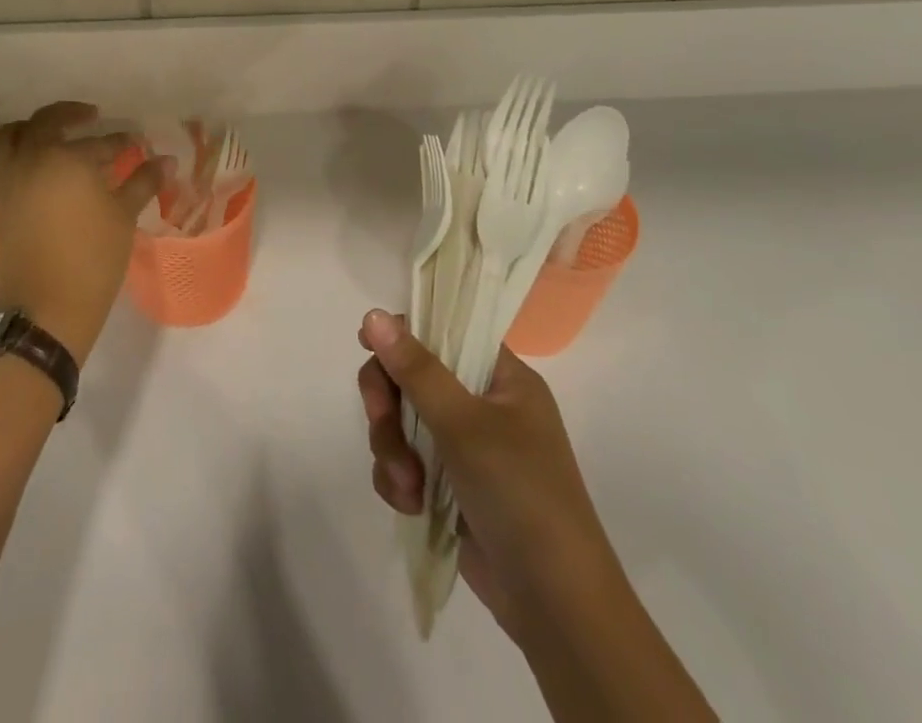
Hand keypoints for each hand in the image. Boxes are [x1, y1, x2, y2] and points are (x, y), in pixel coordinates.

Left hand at [0, 102, 166, 366]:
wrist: (49, 308)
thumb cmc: (93, 258)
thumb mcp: (124, 216)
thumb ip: (143, 182)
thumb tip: (167, 160)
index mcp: (66, 158)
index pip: (99, 142)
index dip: (120, 141)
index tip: (134, 144)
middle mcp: (29, 160)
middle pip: (44, 122)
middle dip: (69, 115)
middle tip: (89, 120)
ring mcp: (2, 182)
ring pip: (4, 138)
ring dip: (25, 130)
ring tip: (44, 137)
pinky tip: (3, 169)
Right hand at [357, 310, 611, 645]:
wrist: (555, 606)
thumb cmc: (520, 494)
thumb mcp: (465, 424)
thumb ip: (416, 369)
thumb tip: (373, 314)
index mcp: (502, 377)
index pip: (445, 331)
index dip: (405, 334)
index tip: (367, 345)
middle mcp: (484, 404)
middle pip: (413, 376)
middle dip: (389, 403)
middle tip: (380, 421)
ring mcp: (467, 447)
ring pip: (403, 421)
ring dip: (392, 449)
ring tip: (407, 486)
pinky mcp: (451, 487)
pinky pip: (406, 462)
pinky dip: (400, 479)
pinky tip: (409, 504)